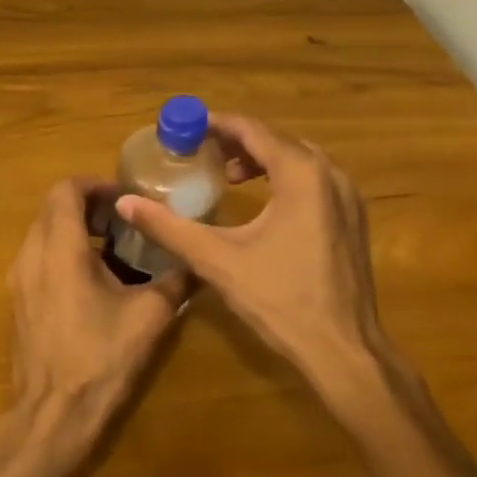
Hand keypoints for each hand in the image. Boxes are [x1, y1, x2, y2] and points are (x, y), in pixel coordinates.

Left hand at [7, 178, 186, 437]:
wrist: (53, 413)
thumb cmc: (100, 358)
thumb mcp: (149, 316)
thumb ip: (175, 280)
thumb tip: (197, 262)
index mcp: (60, 249)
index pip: (65, 190)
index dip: (95, 184)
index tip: (125, 199)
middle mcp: (31, 254)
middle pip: (52, 208)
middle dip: (88, 206)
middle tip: (124, 221)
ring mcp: (19, 278)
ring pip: (43, 232)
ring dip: (75, 229)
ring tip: (114, 249)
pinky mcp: (18, 300)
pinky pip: (38, 257)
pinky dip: (63, 252)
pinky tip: (94, 280)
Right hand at [116, 115, 406, 399]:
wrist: (343, 351)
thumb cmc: (280, 299)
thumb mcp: (216, 259)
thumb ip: (168, 227)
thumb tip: (124, 203)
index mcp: (301, 174)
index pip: (252, 130)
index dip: (215, 124)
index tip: (184, 129)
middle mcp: (330, 175)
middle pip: (276, 140)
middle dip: (235, 141)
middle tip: (199, 152)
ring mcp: (348, 198)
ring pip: (298, 160)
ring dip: (260, 160)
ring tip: (225, 176)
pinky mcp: (352, 220)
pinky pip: (313, 181)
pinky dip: (283, 178)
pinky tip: (262, 203)